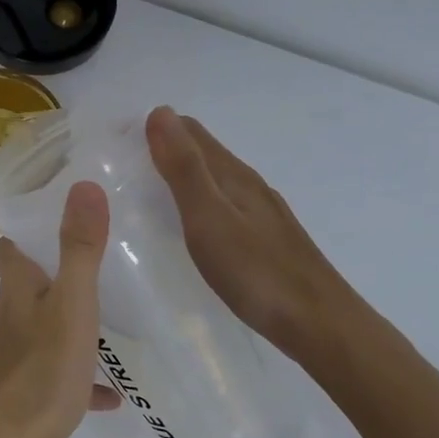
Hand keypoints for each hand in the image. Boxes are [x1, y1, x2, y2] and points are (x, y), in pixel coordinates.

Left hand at [0, 181, 120, 437]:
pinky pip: (55, 374)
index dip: (25, 234)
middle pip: (26, 287)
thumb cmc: (42, 369)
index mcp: (16, 290)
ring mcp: (13, 355)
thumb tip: (84, 185)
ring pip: (41, 328)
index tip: (56, 221)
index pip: (8, 248)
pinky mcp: (23, 390)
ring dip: (68, 325)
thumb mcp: (73, 305)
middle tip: (96, 269)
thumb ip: (80, 248)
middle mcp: (8, 317)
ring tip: (108, 325)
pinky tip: (109, 393)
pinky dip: (78, 376)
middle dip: (53, 277)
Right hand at [145, 107, 370, 362]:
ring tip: (148, 191)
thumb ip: (184, 168)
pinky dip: (200, 202)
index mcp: (233, 175)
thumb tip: (159, 112)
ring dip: (182, 175)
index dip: (155, 128)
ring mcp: (262, 213)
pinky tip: (192, 226)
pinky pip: (225, 206)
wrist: (321, 325)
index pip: (189, 132)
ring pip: (215, 180)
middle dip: (165, 148)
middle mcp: (249, 185)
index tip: (117, 142)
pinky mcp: (267, 240)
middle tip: (123, 166)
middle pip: (203, 153)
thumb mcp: (209, 218)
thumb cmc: (257, 272)